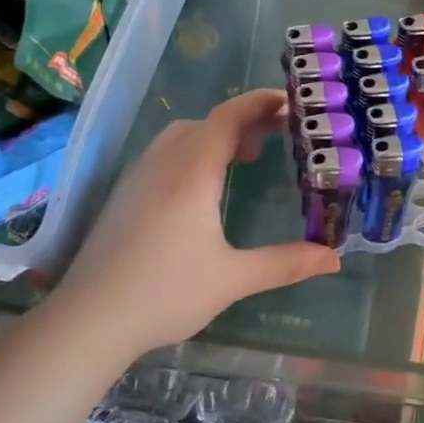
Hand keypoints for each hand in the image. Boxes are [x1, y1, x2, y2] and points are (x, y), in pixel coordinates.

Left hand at [59, 90, 340, 350]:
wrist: (89, 319)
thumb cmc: (166, 293)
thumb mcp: (233, 279)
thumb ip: (285, 264)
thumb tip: (333, 258)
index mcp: (192, 174)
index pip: (228, 118)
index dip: (259, 103)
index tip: (288, 103)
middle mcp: (163, 165)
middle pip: (204, 123)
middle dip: (241, 121)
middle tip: (272, 139)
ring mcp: (137, 178)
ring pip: (179, 136)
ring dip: (212, 136)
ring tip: (239, 161)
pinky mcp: (122, 196)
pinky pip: (162, 155)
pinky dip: (190, 153)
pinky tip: (199, 190)